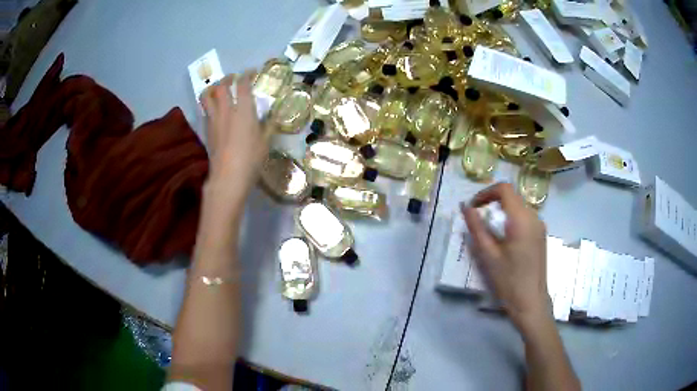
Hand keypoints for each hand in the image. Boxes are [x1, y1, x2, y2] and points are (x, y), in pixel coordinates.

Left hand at [201, 71, 271, 190]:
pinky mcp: (207, 130)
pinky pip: (205, 110)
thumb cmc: (251, 159)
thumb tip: (274, 117)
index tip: (251, 72)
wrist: (228, 177)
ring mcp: (214, 119)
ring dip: (212, 88)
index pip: (243, 84)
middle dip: (228, 78)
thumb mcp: (265, 142)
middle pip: (222, 86)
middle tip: (233, 78)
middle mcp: (226, 110)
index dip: (247, 74)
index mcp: (244, 109)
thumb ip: (269, 126)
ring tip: (218, 89)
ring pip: (207, 96)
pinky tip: (215, 109)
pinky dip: (209, 104)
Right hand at [461, 183, 550, 330]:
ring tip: (489, 230)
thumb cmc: (508, 280)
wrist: (530, 302)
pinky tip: (504, 239)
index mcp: (521, 219)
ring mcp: (540, 225)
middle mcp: (534, 217)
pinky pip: (525, 217)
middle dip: (493, 202)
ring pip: (518, 206)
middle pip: (512, 196)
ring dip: (502, 211)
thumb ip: (476, 227)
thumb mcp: (488, 255)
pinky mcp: (541, 234)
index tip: (474, 207)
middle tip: (478, 219)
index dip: (486, 192)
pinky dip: (511, 219)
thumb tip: (465, 207)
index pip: (504, 189)